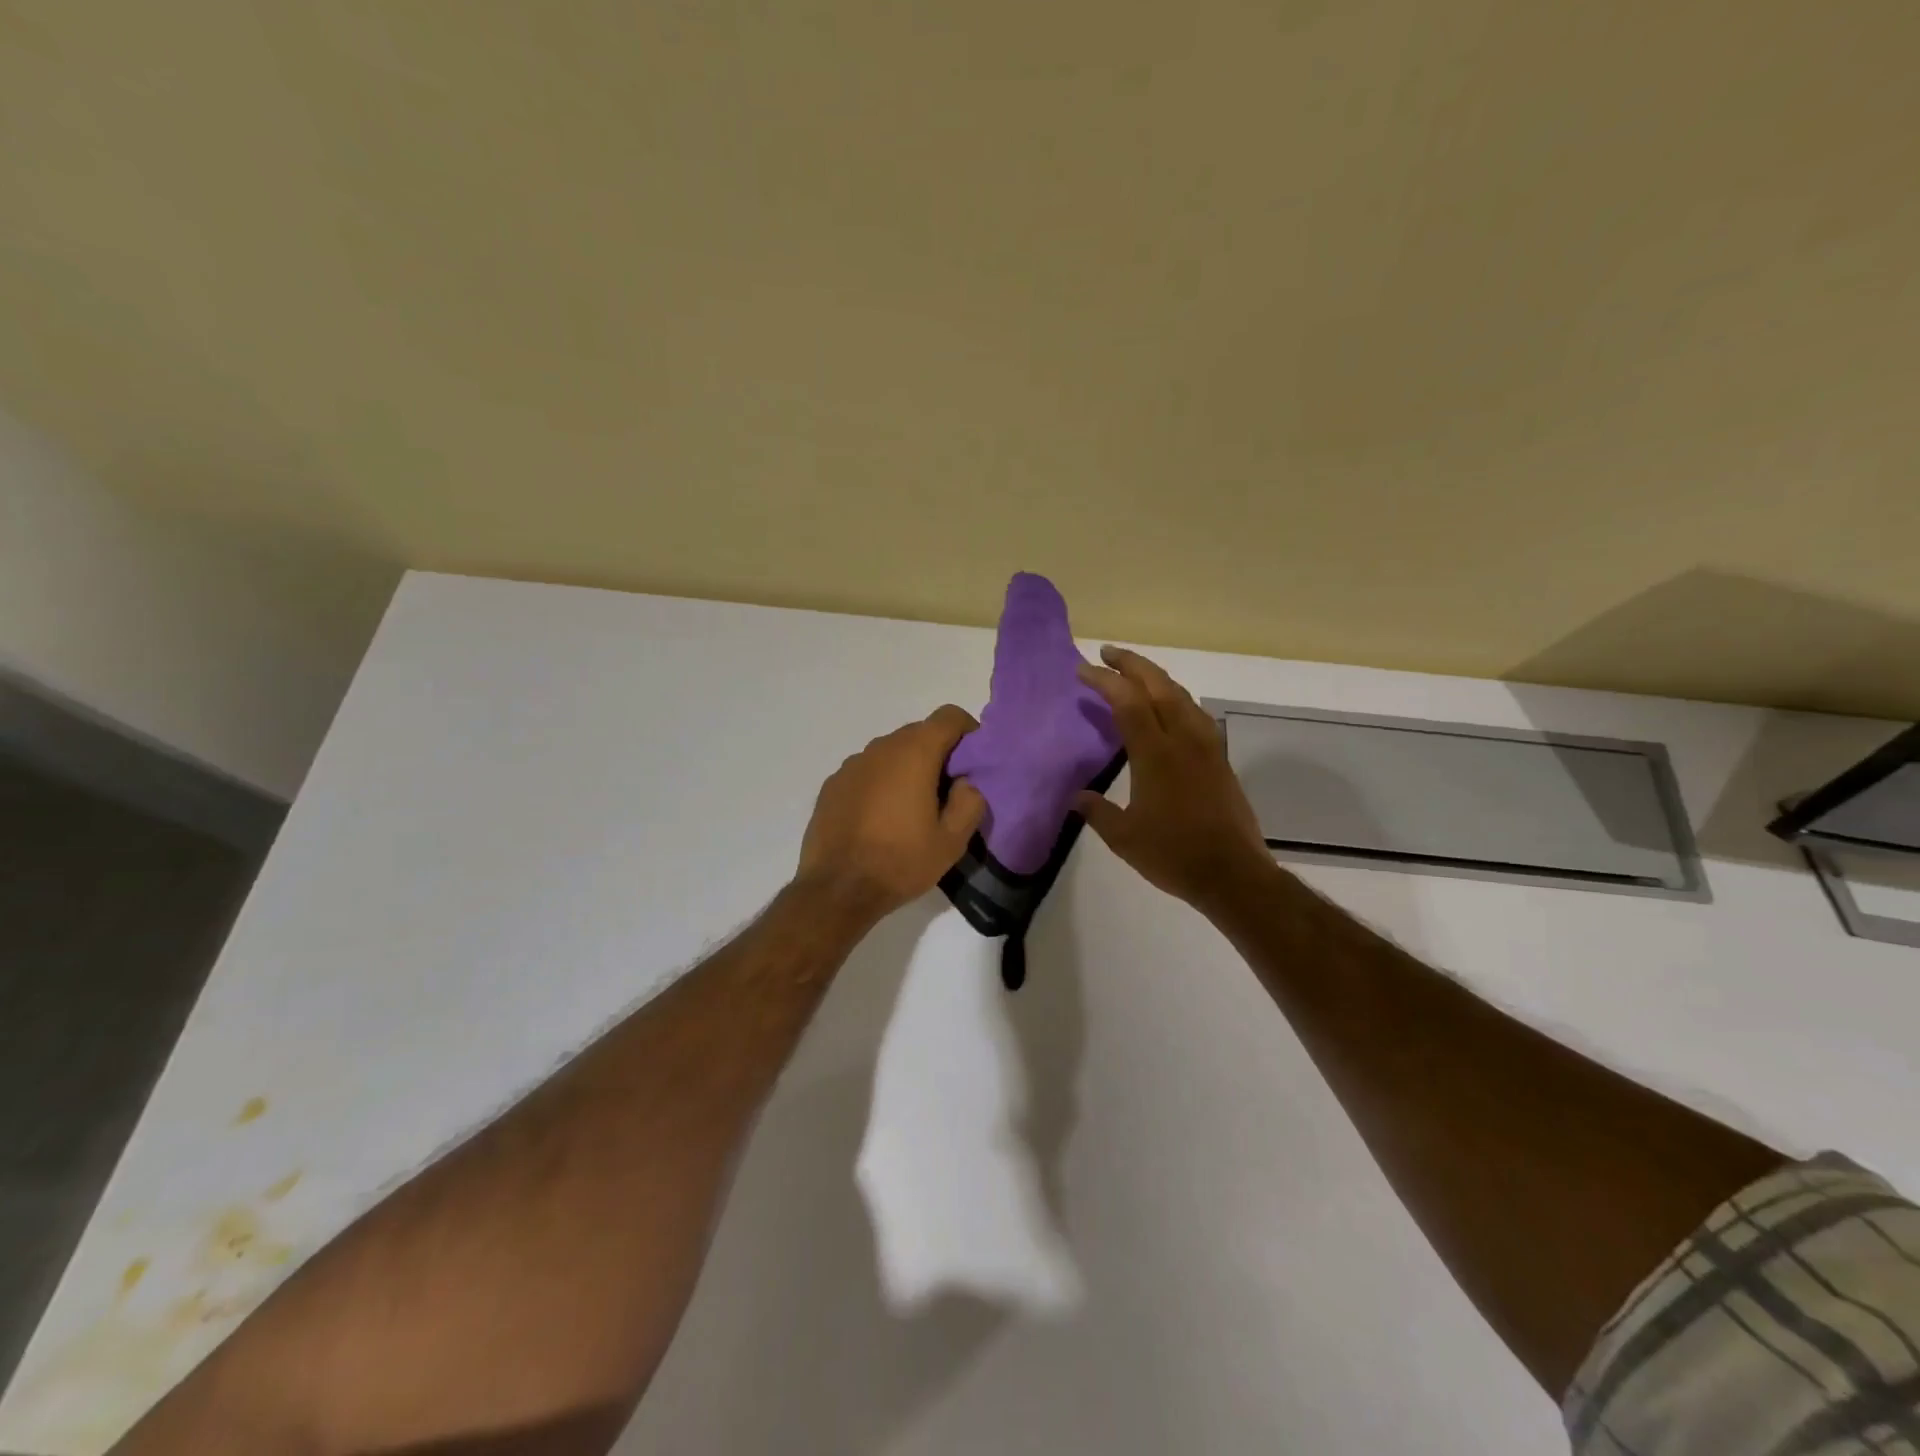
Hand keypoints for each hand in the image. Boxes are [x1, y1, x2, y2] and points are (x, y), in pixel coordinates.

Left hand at [796, 705, 986, 922]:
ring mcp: (852, 764)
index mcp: (914, 753)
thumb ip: (970, 802)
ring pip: (891, 753)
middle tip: (947, 791)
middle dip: (938, 753)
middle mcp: (881, 747)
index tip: (973, 761)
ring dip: (907, 768)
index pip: (949, 716)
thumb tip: (966, 782)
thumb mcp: (952, 841)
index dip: (967, 731)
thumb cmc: (900, 862)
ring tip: (912, 808)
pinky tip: (880, 818)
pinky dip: (880, 783)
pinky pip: (867, 772)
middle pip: (919, 733)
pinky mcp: (832, 784)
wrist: (837, 890)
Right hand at [1074, 647, 1273, 913]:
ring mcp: (1207, 747)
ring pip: (1182, 696)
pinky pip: (1195, 714)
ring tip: (1135, 676)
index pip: (1127, 702)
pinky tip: (1170, 709)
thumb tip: (1077, 797)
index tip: (1082, 670)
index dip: (1104, 681)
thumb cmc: (1174, 855)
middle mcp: (1184, 740)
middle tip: (1108, 654)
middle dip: (1131, 664)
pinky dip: (1176, 699)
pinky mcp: (1220, 759)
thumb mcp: (1124, 837)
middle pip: (1159, 686)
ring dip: (1156, 678)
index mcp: (1156, 754)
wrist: (1233, 874)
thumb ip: (1097, 812)